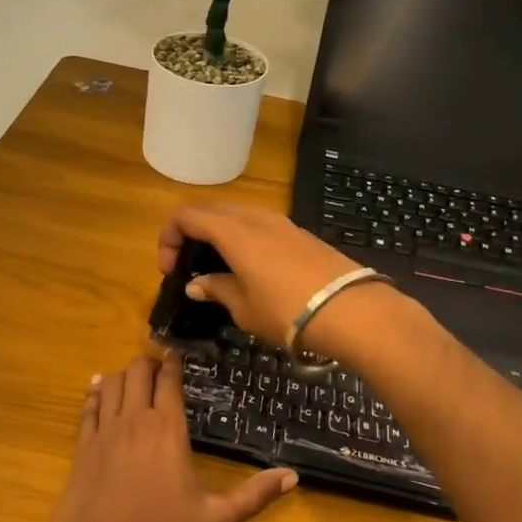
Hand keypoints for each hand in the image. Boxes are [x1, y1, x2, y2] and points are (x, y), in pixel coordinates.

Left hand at [49, 356, 296, 521]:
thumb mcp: (217, 519)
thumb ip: (254, 495)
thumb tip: (293, 476)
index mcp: (168, 429)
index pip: (170, 381)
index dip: (173, 363)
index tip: (175, 354)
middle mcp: (135, 420)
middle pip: (137, 372)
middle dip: (147, 363)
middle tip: (156, 367)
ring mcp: (104, 432)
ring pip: (112, 384)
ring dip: (122, 375)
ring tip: (131, 376)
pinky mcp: (82, 448)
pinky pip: (88, 408)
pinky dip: (94, 393)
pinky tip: (97, 388)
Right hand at [159, 202, 396, 354]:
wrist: (351, 310)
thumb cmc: (287, 311)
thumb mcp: (244, 307)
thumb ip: (217, 289)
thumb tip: (196, 284)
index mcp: (233, 231)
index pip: (187, 216)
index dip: (169, 238)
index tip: (170, 270)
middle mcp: (254, 217)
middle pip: (210, 210)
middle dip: (191, 233)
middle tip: (188, 266)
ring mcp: (280, 221)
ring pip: (236, 215)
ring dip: (217, 234)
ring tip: (217, 268)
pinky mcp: (299, 232)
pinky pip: (258, 225)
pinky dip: (241, 238)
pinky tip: (248, 268)